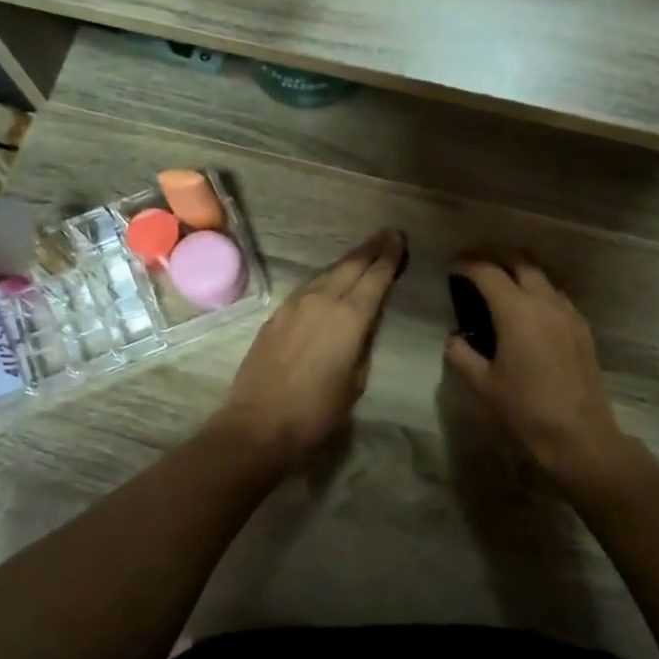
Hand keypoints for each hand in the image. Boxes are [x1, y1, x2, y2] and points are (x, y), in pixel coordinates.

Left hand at [218, 229, 406, 466]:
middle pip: (351, 265)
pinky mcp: (276, 315)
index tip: (399, 238)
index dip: (390, 256)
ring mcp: (295, 305)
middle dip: (372, 249)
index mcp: (350, 317)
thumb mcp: (356, 380)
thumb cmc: (317, 412)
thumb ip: (362, 344)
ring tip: (364, 253)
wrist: (259, 424)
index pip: (375, 277)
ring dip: (348, 262)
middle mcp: (322, 300)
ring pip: (327, 273)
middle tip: (387, 234)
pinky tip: (330, 282)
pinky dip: (326, 279)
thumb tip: (362, 325)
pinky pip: (308, 287)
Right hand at [442, 250, 628, 484]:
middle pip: (519, 260)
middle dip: (493, 254)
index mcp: (516, 310)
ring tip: (498, 280)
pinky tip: (526, 308)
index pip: (487, 271)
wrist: (580, 436)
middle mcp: (544, 300)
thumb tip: (455, 339)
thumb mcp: (481, 385)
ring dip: (518, 268)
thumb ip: (461, 355)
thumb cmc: (525, 410)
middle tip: (473, 262)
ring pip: (541, 274)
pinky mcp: (582, 327)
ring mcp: (568, 312)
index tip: (452, 265)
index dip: (466, 263)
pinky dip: (536, 288)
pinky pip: (555, 293)